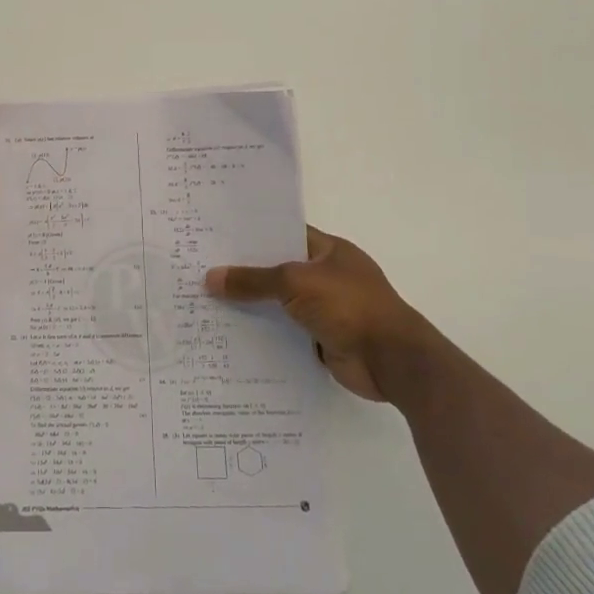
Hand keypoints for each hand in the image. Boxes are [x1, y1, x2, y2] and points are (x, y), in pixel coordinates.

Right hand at [205, 227, 430, 401]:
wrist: (392, 360)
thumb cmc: (349, 305)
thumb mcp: (295, 282)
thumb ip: (254, 280)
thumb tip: (211, 278)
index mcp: (328, 251)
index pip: (285, 233)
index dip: (254, 234)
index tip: (217, 235)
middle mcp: (327, 276)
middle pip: (278, 270)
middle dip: (245, 272)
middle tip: (201, 268)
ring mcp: (325, 309)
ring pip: (279, 303)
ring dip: (252, 306)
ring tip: (206, 302)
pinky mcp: (321, 339)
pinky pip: (284, 332)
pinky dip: (263, 334)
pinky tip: (230, 334)